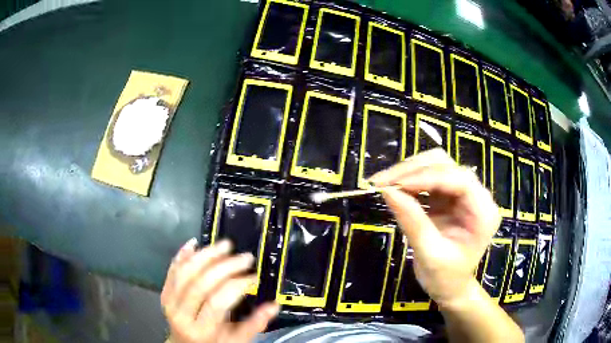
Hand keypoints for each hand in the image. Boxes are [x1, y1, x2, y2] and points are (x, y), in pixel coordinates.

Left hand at [161, 239, 278, 342]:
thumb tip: (274, 305)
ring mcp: (169, 301)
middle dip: (225, 266)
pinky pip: (172, 269)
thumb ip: (254, 324)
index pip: (217, 303)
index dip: (236, 286)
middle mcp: (181, 314)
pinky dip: (183, 255)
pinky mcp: (164, 291)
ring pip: (185, 272)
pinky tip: (195, 243)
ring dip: (205, 255)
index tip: (254, 276)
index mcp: (201, 330)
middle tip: (245, 257)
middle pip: (200, 284)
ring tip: (225, 245)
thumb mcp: (236, 340)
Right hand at [370, 148, 500, 307]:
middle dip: (413, 170)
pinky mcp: (449, 196)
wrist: (450, 287)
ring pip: (436, 165)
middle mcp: (477, 196)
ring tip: (384, 184)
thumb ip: (412, 221)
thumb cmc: (445, 277)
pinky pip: (428, 177)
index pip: (459, 180)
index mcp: (483, 212)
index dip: (427, 177)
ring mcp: (463, 194)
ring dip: (409, 171)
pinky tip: (394, 188)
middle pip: (446, 165)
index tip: (395, 185)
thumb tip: (386, 191)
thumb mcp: (429, 254)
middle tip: (382, 182)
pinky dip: (410, 180)